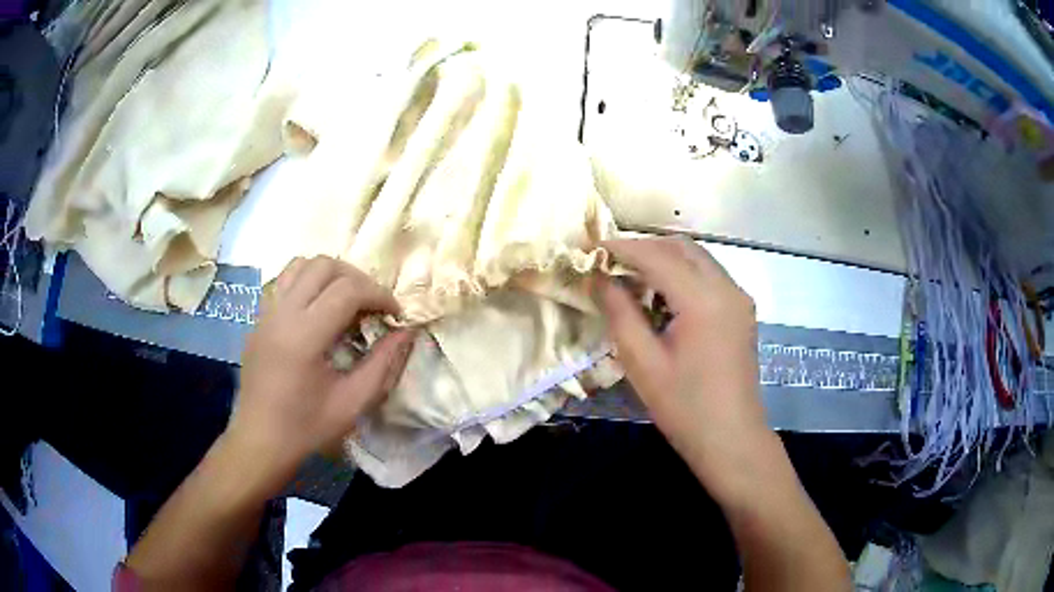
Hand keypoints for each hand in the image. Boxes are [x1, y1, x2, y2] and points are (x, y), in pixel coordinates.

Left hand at [228, 256, 413, 487]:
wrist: (259, 441)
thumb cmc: (307, 428)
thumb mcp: (353, 403)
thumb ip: (383, 363)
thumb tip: (407, 332)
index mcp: (304, 336)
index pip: (348, 290)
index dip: (379, 294)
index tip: (395, 314)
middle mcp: (282, 313)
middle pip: (324, 266)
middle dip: (357, 278)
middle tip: (373, 306)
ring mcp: (266, 312)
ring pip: (301, 264)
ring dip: (331, 274)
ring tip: (347, 300)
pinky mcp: (258, 318)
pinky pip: (284, 280)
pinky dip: (307, 281)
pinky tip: (318, 308)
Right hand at [598, 238, 775, 502]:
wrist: (732, 439)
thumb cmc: (684, 407)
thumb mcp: (642, 363)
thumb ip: (619, 313)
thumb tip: (599, 278)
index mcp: (704, 300)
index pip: (658, 256)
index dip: (623, 248)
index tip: (592, 247)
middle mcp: (727, 288)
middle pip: (682, 248)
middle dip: (645, 247)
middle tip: (611, 262)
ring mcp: (739, 298)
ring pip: (698, 259)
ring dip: (665, 259)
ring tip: (632, 278)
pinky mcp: (742, 311)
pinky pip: (709, 276)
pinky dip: (683, 274)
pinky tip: (663, 297)